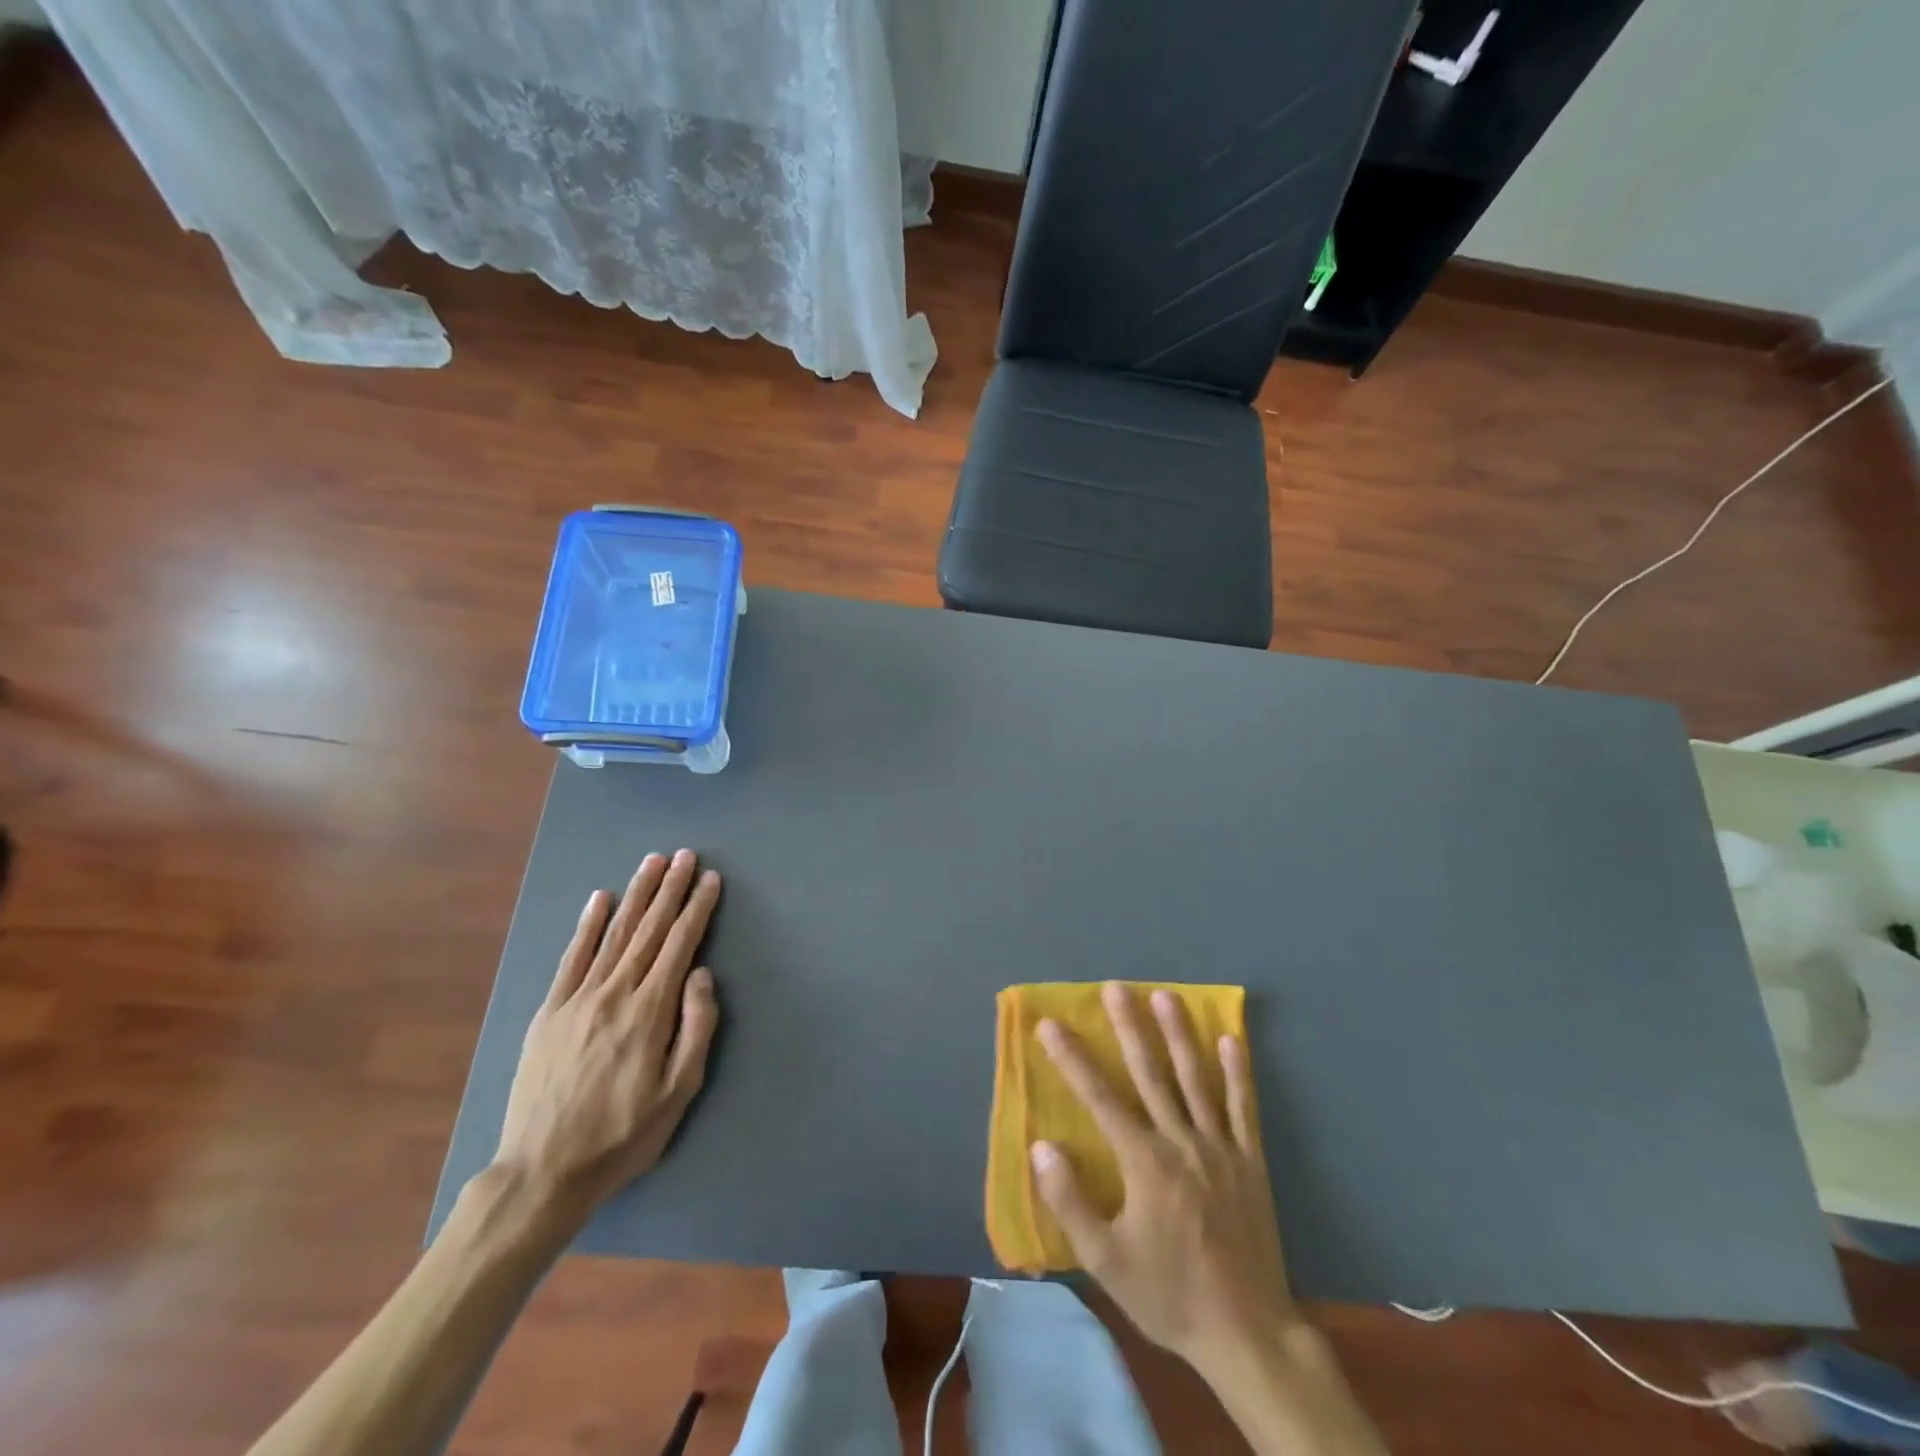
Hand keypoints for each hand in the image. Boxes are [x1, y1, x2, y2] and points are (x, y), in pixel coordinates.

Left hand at [492, 850, 720, 1219]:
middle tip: (686, 855)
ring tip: (653, 862)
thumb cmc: (622, 1136)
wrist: (541, 1173)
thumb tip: (702, 973)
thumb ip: (696, 1027)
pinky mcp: (549, 1011)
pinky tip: (600, 898)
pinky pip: (572, 957)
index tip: (710, 879)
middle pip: (649, 929)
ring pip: (614, 934)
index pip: (680, 945)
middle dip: (671, 889)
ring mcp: (577, 999)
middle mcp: (614, 993)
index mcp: (649, 1012)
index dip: (697, 909)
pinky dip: (587, 925)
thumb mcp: (678, 1093)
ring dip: (636, 894)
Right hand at [1030, 983, 1295, 1376]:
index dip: (1072, 1059)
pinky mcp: (1251, 1162)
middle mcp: (1181, 1142)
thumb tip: (1042, 1146)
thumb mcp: (1106, 1261)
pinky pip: (1244, 1109)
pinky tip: (1232, 1040)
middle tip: (1116, 987)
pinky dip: (1238, 1073)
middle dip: (1129, 1027)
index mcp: (1144, 1162)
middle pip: (1150, 1074)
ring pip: (1196, 1079)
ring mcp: (1220, 1148)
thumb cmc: (1169, 1294)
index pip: (1100, 1098)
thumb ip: (1071, 1202)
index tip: (1051, 1024)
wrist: (1247, 1333)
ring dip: (1179, 1035)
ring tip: (1166, 996)